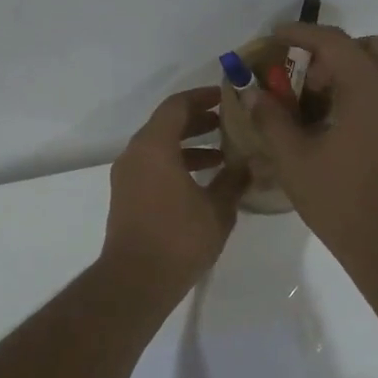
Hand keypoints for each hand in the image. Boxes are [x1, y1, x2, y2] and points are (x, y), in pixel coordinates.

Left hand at [102, 87, 249, 293]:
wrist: (136, 280)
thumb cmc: (179, 238)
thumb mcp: (217, 208)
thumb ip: (235, 180)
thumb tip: (251, 163)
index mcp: (154, 146)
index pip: (177, 105)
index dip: (203, 97)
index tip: (227, 97)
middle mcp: (135, 154)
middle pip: (166, 124)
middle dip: (198, 121)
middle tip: (229, 123)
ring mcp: (127, 176)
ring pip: (159, 147)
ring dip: (189, 145)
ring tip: (223, 155)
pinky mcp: (126, 196)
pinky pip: (152, 166)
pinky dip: (176, 164)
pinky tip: (204, 181)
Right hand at [244, 24, 377, 283]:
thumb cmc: (340, 201)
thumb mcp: (294, 160)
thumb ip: (271, 119)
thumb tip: (253, 93)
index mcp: (370, 89)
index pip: (334, 42)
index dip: (302, 33)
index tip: (277, 35)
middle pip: (368, 47)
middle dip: (333, 52)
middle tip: (306, 79)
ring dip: (355, 71)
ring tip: (324, 102)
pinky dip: (371, 90)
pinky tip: (347, 123)